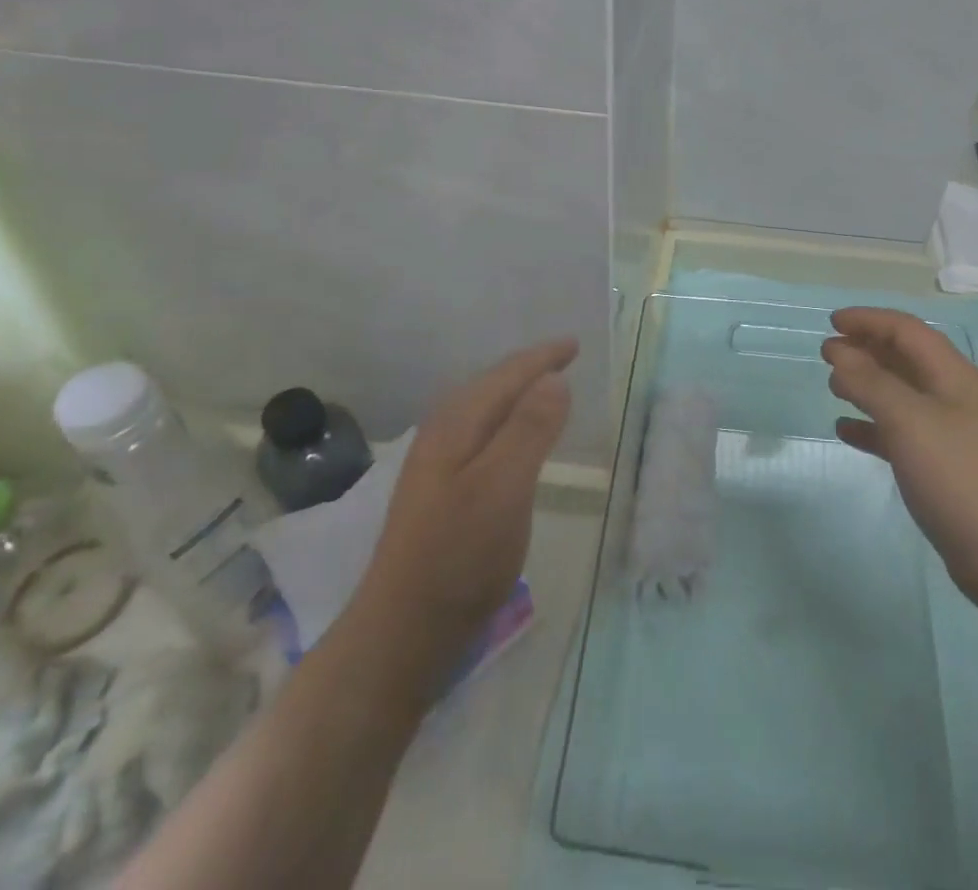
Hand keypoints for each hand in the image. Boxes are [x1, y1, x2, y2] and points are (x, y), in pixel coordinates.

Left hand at [365, 338, 575, 682]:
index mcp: (457, 424)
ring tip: (544, 388)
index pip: (506, 375)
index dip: (543, 358)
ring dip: (516, 393)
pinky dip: (507, 421)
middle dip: (528, 368)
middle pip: (491, 385)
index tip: (575, 345)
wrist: (403, 631)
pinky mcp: (442, 491)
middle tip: (563, 358)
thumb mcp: (503, 488)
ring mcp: (437, 463)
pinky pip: (482, 433)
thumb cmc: (459, 555)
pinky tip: (513, 440)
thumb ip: (529, 430)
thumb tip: (555, 378)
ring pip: (484, 409)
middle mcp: (443, 434)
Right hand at [823, 308, 977, 623]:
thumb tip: (837, 351)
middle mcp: (951, 396)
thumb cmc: (961, 476)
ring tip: (833, 385)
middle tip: (827, 351)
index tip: (831, 322)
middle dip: (866, 348)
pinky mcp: (941, 469)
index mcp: (951, 375)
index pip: (906, 330)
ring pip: (900, 395)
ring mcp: (948, 434)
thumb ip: (870, 382)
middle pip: (904, 357)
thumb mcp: (910, 421)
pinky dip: (871, 426)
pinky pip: (898, 434)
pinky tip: (846, 432)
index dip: (869, 320)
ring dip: (867, 384)